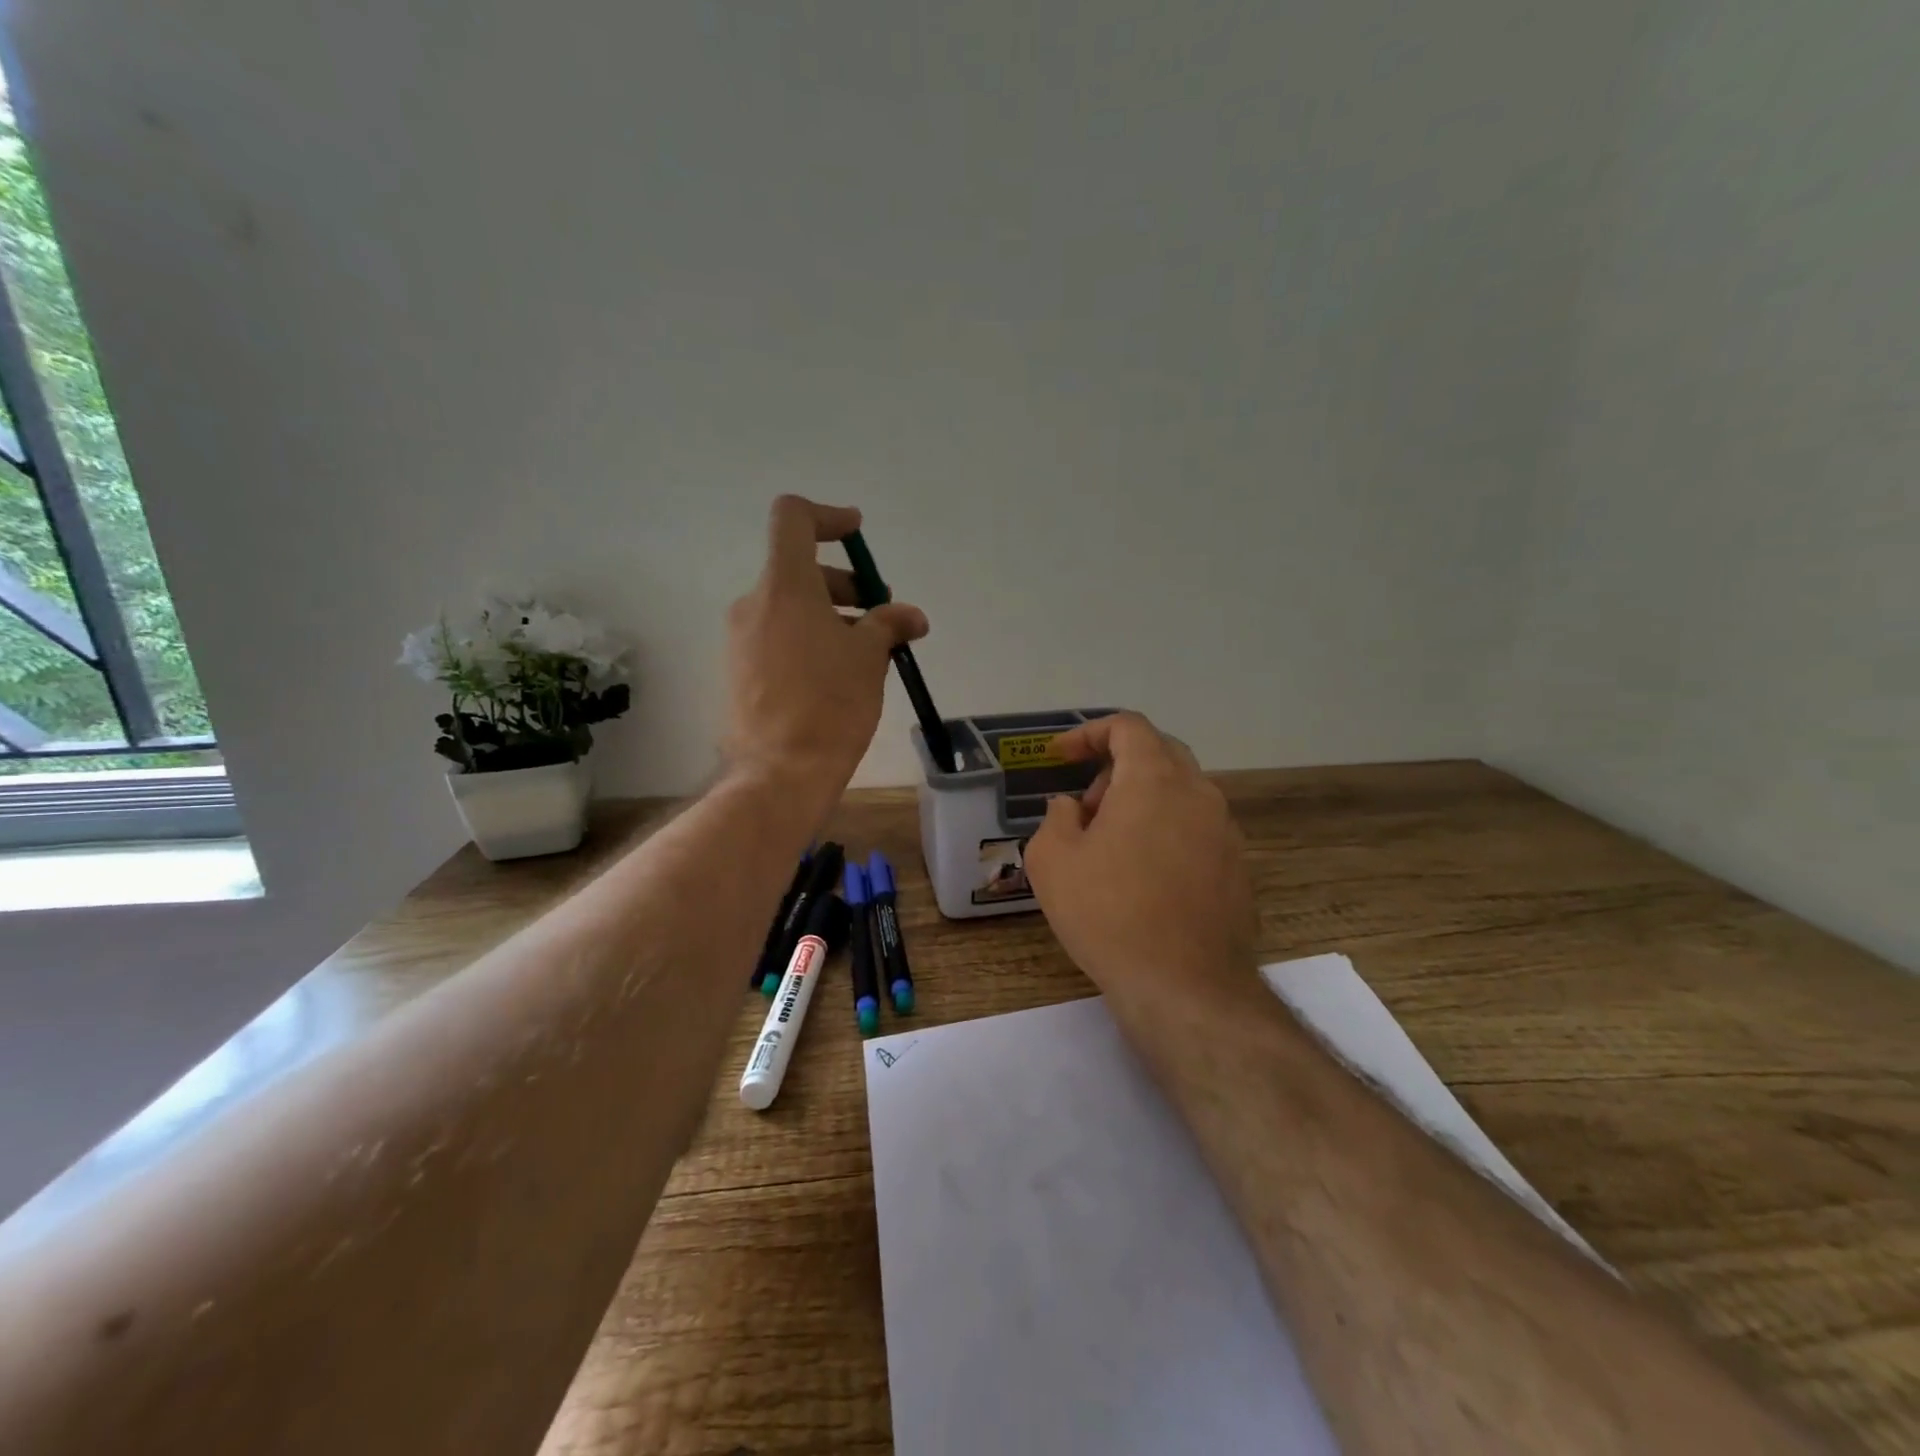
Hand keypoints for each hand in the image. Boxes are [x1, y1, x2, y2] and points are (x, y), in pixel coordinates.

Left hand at [723, 496, 927, 808]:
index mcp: (785, 587)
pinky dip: (809, 640)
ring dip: (831, 616)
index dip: (828, 516)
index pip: (793, 518)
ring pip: (790, 607)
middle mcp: (754, 603)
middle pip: (798, 569)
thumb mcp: (869, 657)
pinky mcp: (739, 670)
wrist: (780, 773)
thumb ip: (889, 624)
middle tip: (880, 615)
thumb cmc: (831, 705)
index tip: (857, 534)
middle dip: (844, 584)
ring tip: (867, 654)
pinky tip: (837, 676)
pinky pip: (778, 637)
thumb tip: (911, 616)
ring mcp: (741, 639)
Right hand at [1023, 712, 1257, 1009]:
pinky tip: (1144, 879)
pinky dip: (1166, 832)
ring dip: (1142, 802)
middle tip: (1086, 809)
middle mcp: (1199, 794)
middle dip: (1115, 769)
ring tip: (1111, 849)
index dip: (1089, 733)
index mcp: (1154, 780)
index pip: (1128, 726)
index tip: (1060, 757)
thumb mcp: (1052, 861)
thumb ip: (1056, 818)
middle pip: (1159, 753)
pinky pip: (1196, 829)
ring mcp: (1225, 831)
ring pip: (1180, 792)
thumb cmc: (1109, 914)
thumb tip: (1071, 808)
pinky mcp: (1237, 868)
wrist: (1185, 987)